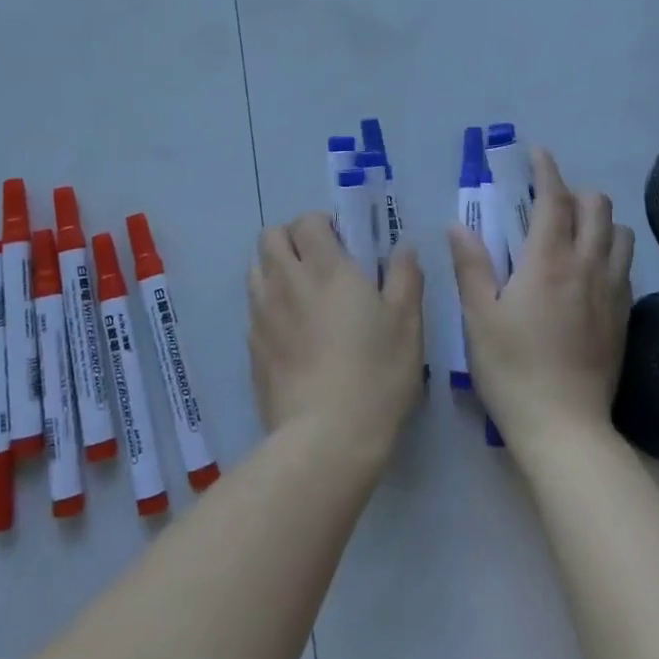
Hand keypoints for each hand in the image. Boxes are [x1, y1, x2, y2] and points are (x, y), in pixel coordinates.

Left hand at [248, 213, 423, 461]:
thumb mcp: (407, 324)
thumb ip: (405, 278)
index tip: (341, 241)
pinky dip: (268, 305)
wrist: (326, 437)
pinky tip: (291, 332)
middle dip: (291, 239)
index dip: (321, 224)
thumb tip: (405, 248)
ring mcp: (263, 314)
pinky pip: (253, 308)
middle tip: (318, 261)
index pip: (307, 221)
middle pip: (271, 237)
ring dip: (274, 268)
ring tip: (301, 293)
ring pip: (255, 269)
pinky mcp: (251, 347)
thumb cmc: (375, 374)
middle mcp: (286, 281)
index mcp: (326, 268)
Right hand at [449, 148, 634, 453]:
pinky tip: (588, 270)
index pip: (555, 200)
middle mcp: (587, 267)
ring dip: (600, 221)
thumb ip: (471, 265)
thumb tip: (459, 224)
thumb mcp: (479, 317)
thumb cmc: (512, 369)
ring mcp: (612, 292)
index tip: (538, 153)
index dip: (547, 171)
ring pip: (620, 235)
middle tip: (549, 200)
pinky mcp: (624, 317)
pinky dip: (609, 251)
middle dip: (576, 192)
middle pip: (598, 209)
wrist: (565, 428)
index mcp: (548, 262)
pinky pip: (624, 266)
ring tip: (573, 232)